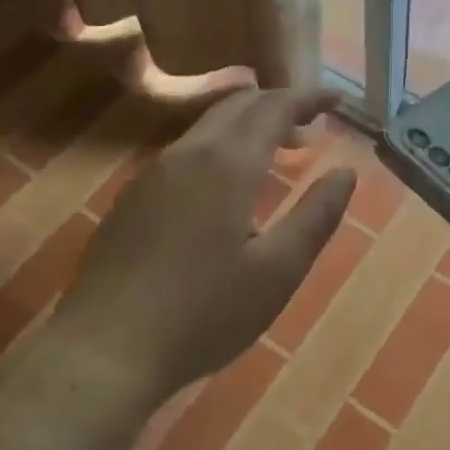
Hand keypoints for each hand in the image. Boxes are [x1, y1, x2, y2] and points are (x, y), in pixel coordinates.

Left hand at [51, 88, 356, 405]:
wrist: (104, 351)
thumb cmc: (204, 313)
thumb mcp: (278, 271)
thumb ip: (317, 216)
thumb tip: (345, 172)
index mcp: (228, 164)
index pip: (274, 107)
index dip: (309, 97)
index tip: (338, 100)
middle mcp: (188, 154)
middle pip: (237, 105)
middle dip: (278, 104)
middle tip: (311, 123)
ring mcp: (153, 174)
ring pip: (208, 126)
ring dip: (247, 124)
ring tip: (277, 148)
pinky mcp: (132, 198)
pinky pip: (186, 151)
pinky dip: (220, 146)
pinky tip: (226, 185)